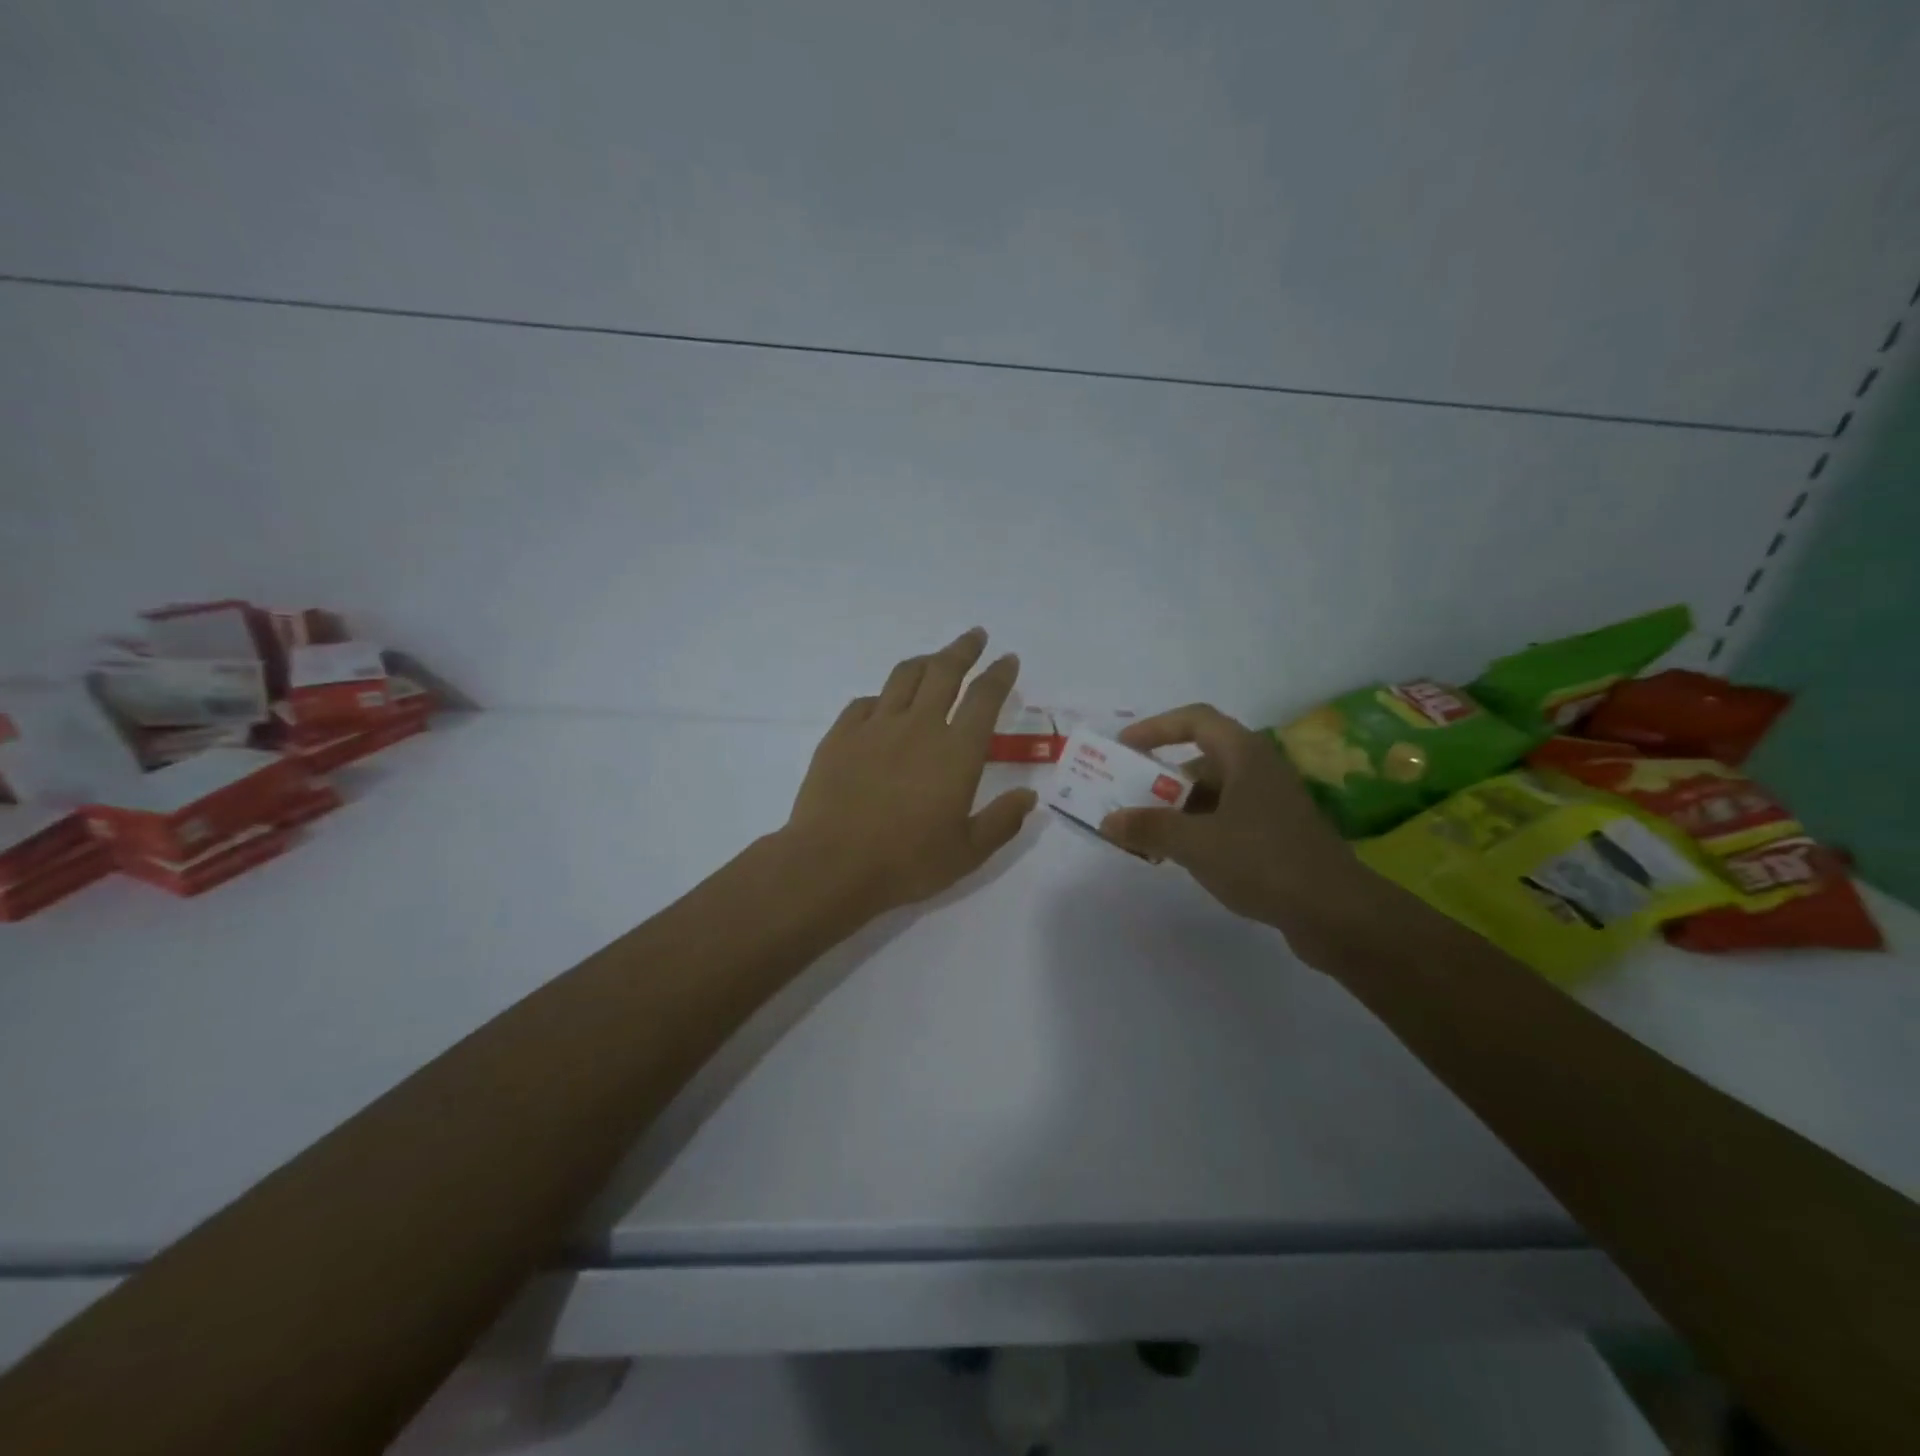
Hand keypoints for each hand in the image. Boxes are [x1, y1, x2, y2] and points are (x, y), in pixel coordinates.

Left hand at [784, 628, 1037, 916]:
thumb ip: (1002, 821)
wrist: (832, 864)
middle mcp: (919, 726)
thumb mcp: (967, 853)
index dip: (1000, 674)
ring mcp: (876, 726)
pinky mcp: (841, 734)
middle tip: (975, 636)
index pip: (985, 698)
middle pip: (945, 671)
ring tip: (935, 659)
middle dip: (964, 649)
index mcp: (956, 752)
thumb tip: (1029, 796)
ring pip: (904, 676)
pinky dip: (883, 696)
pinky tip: (884, 704)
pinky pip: (866, 701)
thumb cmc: (906, 862)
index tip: (1008, 660)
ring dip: (925, 661)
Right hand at [1099, 704, 1381, 962]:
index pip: (1195, 720)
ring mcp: (1271, 804)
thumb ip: (1149, 828)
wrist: (1337, 913)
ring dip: (1176, 809)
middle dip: (1160, 778)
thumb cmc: (1263, 861)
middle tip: (1126, 799)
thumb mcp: (1195, 843)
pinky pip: (1226, 820)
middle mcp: (1259, 770)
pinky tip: (1179, 857)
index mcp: (1244, 755)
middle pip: (1200, 760)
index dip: (1156, 727)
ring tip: (1144, 835)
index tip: (1123, 747)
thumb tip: (1109, 821)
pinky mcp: (1276, 835)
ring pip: (1212, 794)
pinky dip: (1198, 830)